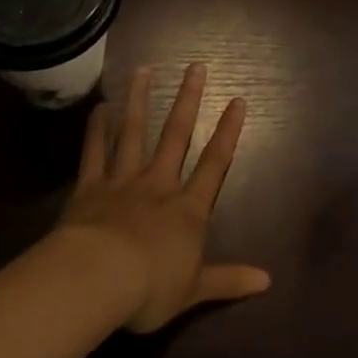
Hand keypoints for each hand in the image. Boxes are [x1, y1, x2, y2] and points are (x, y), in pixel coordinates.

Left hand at [54, 63, 271, 332]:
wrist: (95, 280)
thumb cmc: (149, 288)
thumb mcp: (194, 291)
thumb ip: (228, 281)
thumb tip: (268, 282)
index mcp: (187, 209)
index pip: (214, 164)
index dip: (228, 132)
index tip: (237, 100)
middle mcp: (158, 185)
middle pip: (176, 135)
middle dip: (188, 100)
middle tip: (196, 66)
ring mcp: (123, 182)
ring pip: (134, 133)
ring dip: (140, 100)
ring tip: (145, 70)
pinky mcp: (89, 189)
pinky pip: (95, 153)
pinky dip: (97, 130)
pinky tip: (100, 107)